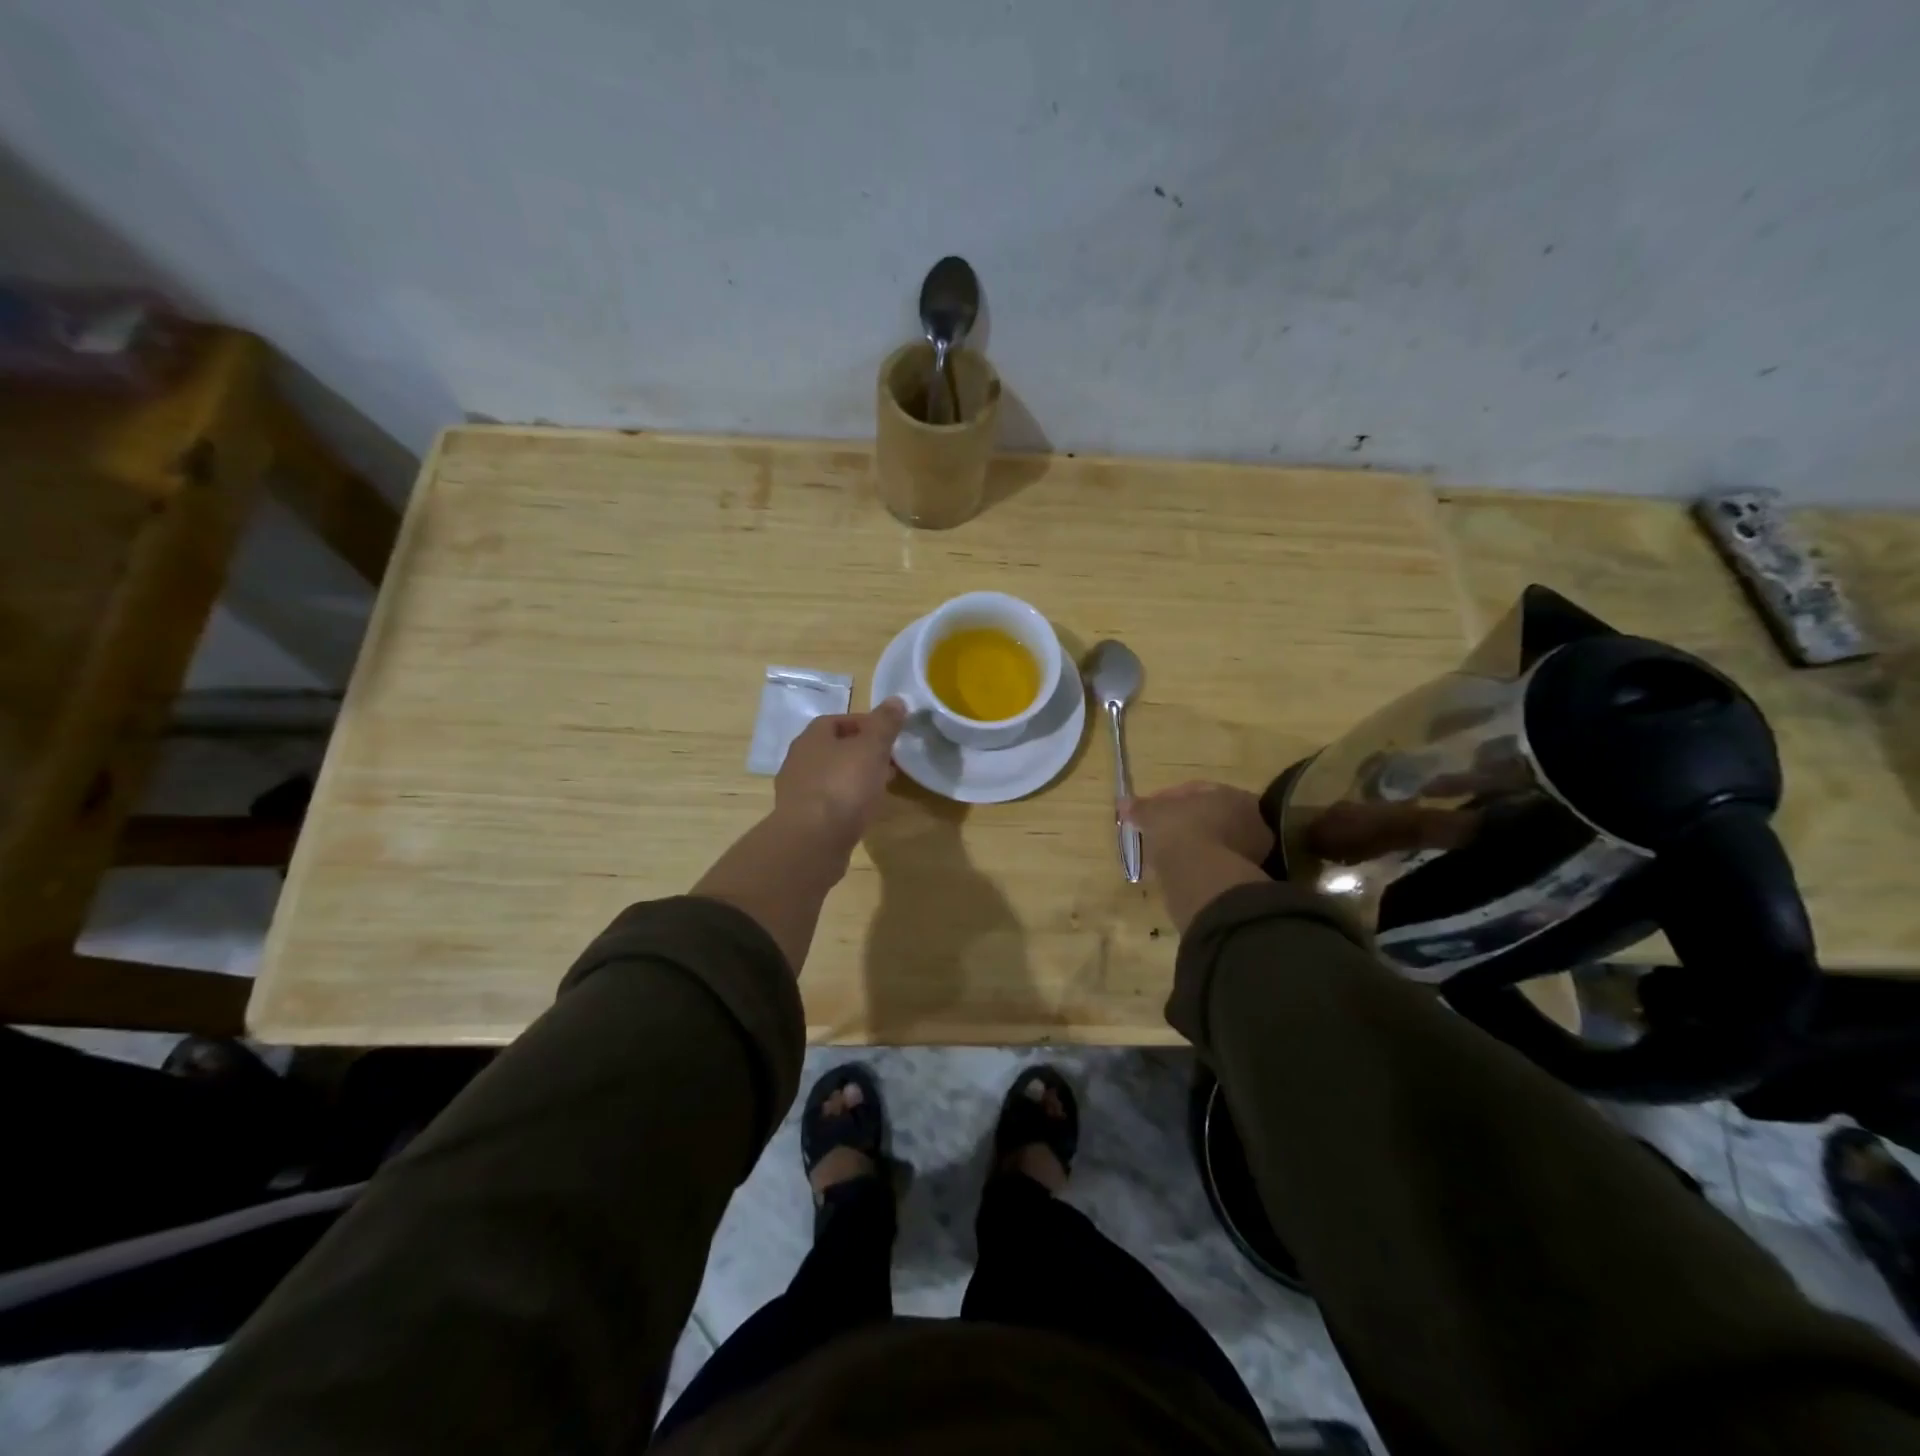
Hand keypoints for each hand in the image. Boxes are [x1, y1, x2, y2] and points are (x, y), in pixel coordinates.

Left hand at [774, 698, 907, 849]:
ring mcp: (797, 791)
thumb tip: (896, 699)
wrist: (812, 841)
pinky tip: (863, 811)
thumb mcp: (872, 748)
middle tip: (890, 761)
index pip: (839, 720)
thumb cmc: (843, 786)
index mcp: (812, 737)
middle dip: (862, 752)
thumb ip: (884, 724)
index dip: (866, 724)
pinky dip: (847, 801)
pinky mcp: (802, 819)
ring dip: (855, 778)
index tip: (889, 735)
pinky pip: (829, 801)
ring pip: (832, 776)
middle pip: (835, 749)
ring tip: (881, 787)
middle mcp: (799, 760)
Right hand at [1124, 781, 1274, 867]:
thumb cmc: (1180, 831)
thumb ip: (1140, 807)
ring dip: (1191, 845)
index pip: (1197, 790)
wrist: (1202, 876)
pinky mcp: (1246, 878)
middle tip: (1159, 831)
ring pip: (1214, 841)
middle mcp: (1250, 819)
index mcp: (1231, 794)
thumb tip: (1124, 803)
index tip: (1148, 809)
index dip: (1168, 798)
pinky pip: (1215, 864)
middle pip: (1210, 816)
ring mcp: (1252, 850)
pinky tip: (1178, 871)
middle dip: (1184, 822)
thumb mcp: (1153, 814)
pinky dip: (1197, 865)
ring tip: (1165, 854)